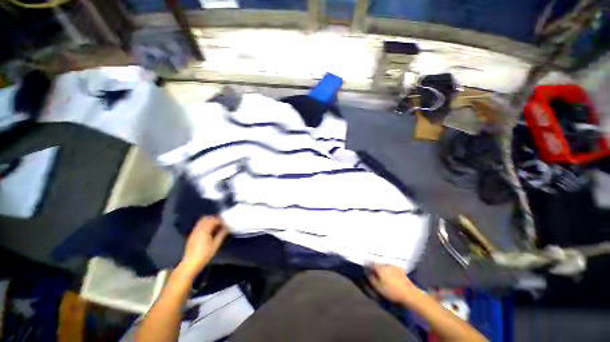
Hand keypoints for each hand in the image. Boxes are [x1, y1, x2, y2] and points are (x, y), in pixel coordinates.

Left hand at [177, 216, 227, 276]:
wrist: (190, 264)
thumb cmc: (205, 255)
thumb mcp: (216, 245)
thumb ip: (221, 234)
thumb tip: (227, 228)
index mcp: (204, 230)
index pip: (213, 220)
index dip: (221, 220)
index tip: (226, 223)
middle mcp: (198, 229)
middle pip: (206, 218)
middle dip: (214, 219)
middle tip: (221, 223)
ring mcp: (194, 232)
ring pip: (202, 221)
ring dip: (209, 221)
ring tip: (216, 227)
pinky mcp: (192, 235)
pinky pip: (199, 225)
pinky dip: (205, 225)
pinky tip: (209, 231)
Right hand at [368, 264, 419, 304]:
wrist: (410, 294)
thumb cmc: (392, 292)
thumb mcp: (378, 287)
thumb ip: (371, 279)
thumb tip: (367, 272)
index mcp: (380, 268)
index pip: (370, 262)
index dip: (367, 264)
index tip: (365, 267)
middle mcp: (386, 264)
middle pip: (378, 263)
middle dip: (375, 266)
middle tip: (373, 271)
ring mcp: (394, 266)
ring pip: (384, 265)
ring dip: (382, 268)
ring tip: (382, 274)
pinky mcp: (400, 270)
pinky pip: (391, 267)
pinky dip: (389, 270)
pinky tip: (390, 276)